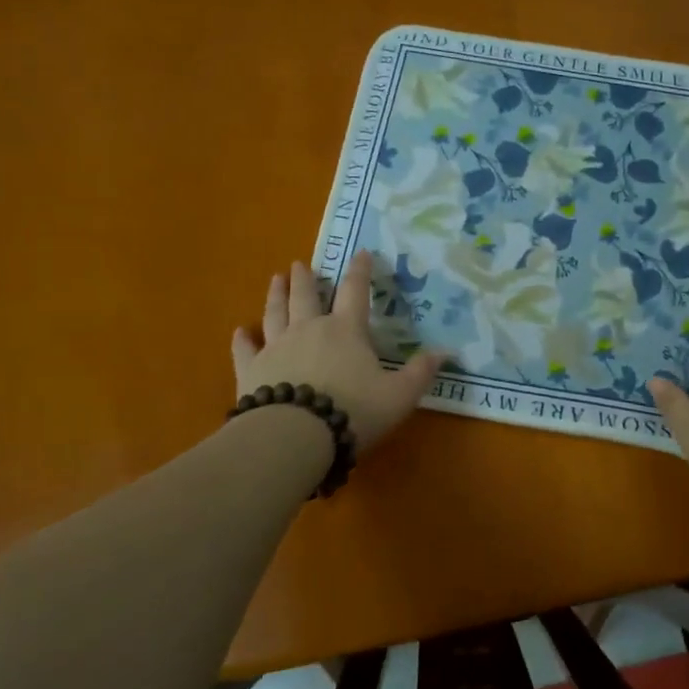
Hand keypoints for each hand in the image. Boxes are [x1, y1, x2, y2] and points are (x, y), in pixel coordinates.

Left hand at [231, 252, 444, 451]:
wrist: (295, 435)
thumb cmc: (353, 411)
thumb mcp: (399, 396)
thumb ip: (420, 373)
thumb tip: (447, 353)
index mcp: (346, 331)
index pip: (356, 292)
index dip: (360, 271)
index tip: (360, 252)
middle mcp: (309, 329)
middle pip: (306, 296)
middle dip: (306, 278)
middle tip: (300, 264)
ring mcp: (276, 347)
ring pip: (275, 313)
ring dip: (276, 295)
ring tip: (276, 279)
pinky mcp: (250, 370)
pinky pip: (246, 349)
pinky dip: (243, 339)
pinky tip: (241, 331)